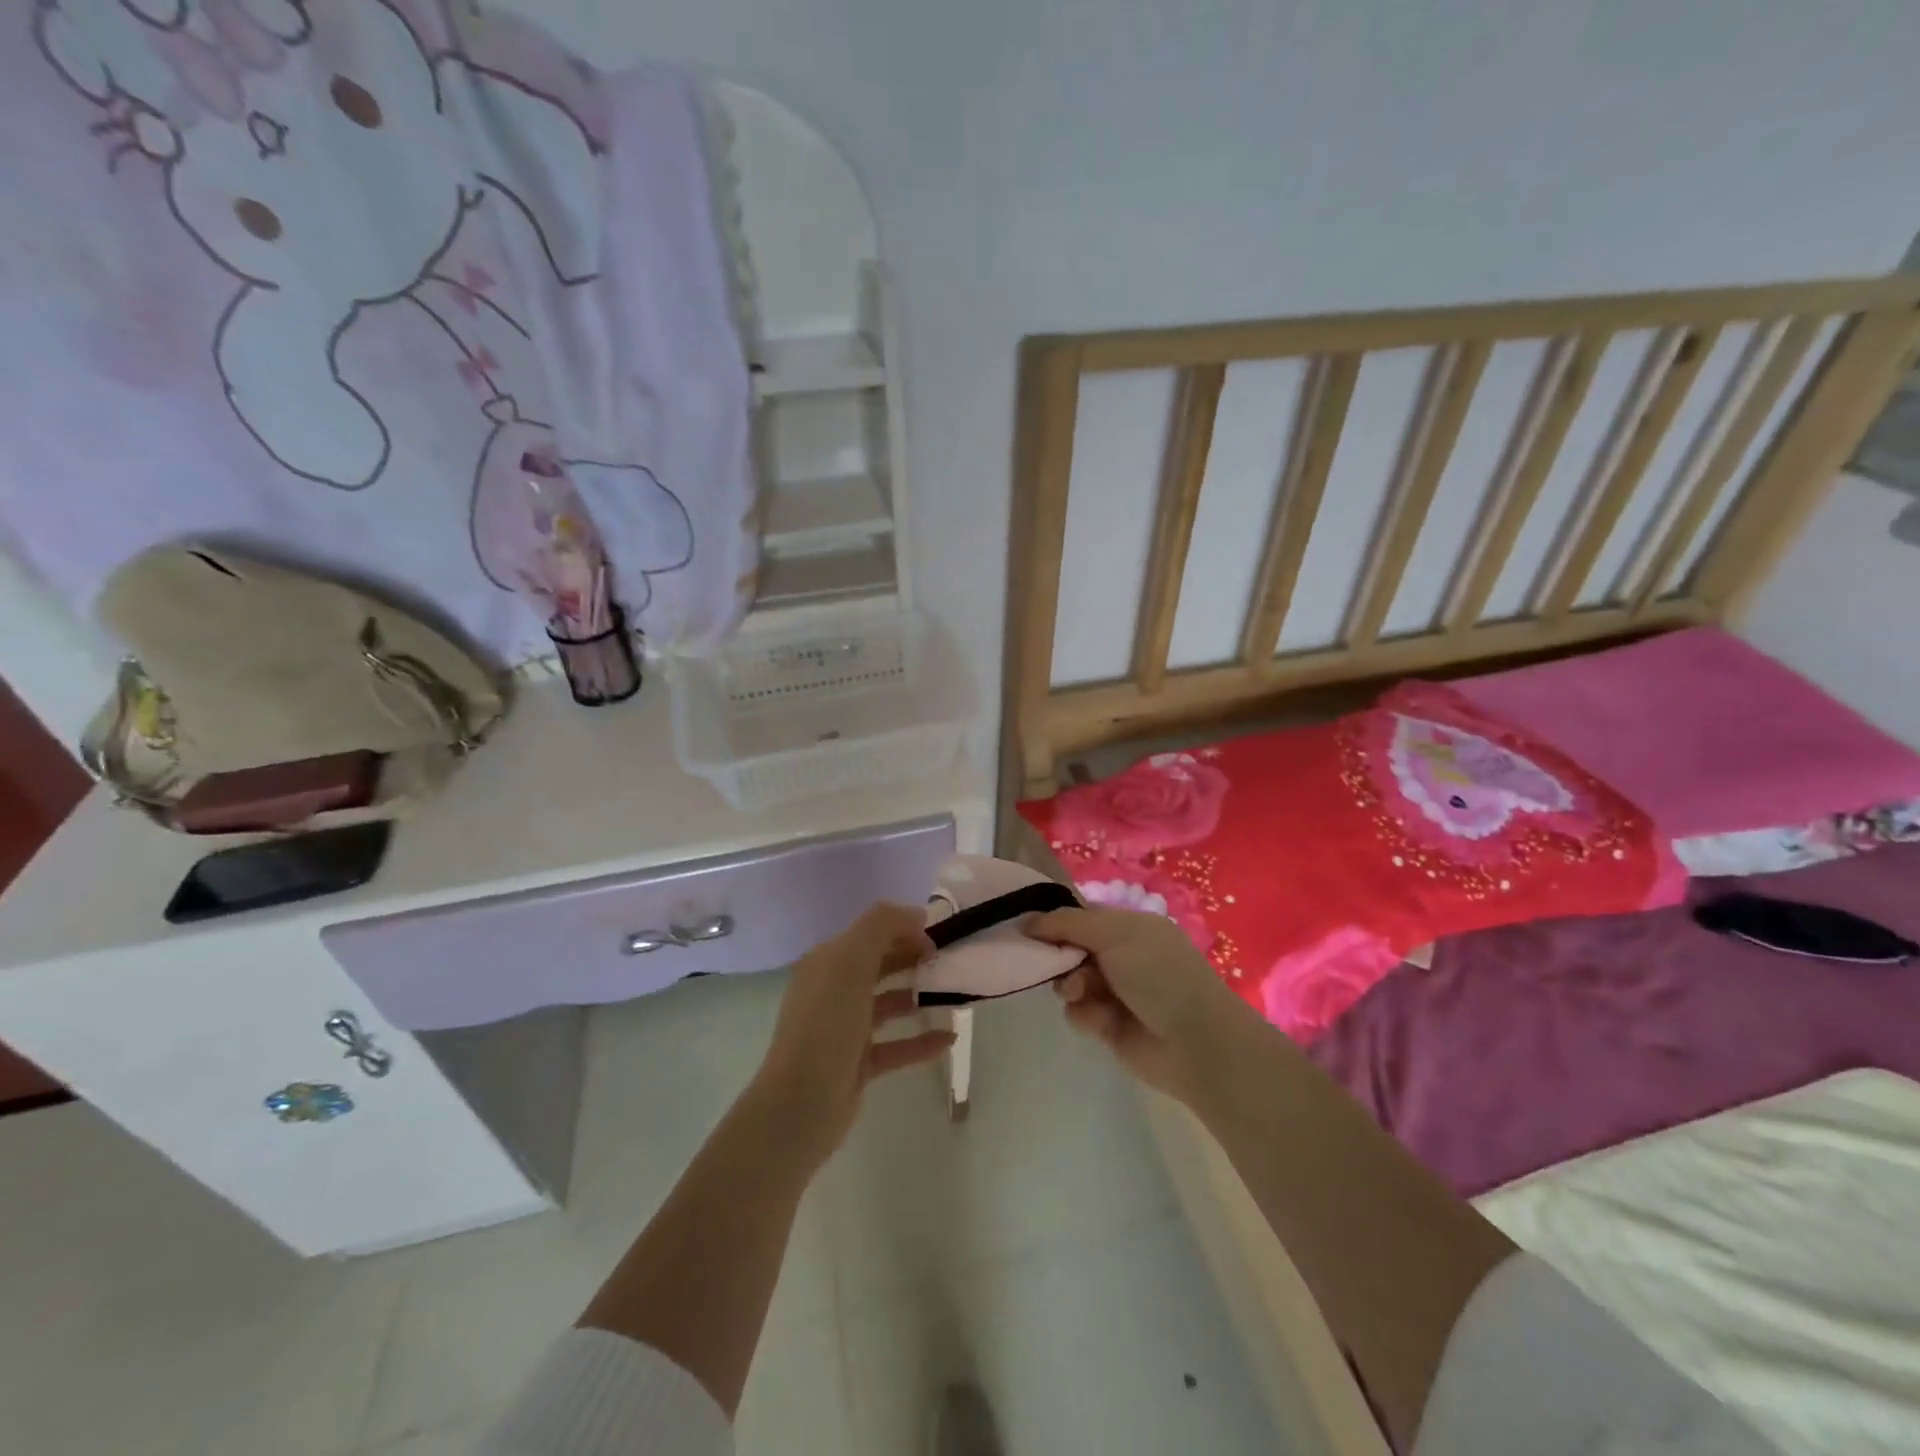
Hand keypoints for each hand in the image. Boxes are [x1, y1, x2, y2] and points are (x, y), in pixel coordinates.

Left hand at [753, 903, 953, 1164]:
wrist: (801, 1103)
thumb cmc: (826, 1024)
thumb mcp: (851, 961)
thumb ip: (882, 926)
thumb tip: (915, 913)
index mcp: (827, 962)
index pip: (869, 932)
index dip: (902, 929)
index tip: (937, 937)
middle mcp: (833, 990)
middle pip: (879, 965)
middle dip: (912, 959)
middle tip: (948, 962)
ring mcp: (845, 1029)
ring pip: (888, 1004)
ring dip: (917, 996)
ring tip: (953, 995)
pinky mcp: (858, 1063)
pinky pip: (896, 1045)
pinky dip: (921, 1041)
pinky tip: (949, 1038)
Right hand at [1027, 906, 1248, 1102]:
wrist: (1194, 1042)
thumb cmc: (1158, 974)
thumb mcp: (1114, 934)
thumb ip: (1067, 923)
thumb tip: (1027, 921)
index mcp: (1130, 926)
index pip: (1081, 917)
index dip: (1055, 922)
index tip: (1028, 929)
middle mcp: (1122, 956)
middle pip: (1070, 949)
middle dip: (1060, 956)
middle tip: (1057, 965)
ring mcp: (1116, 991)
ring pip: (1070, 981)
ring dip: (1070, 986)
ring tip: (1083, 994)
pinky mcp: (1109, 1025)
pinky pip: (1078, 1012)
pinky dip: (1084, 1014)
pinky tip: (1099, 1021)